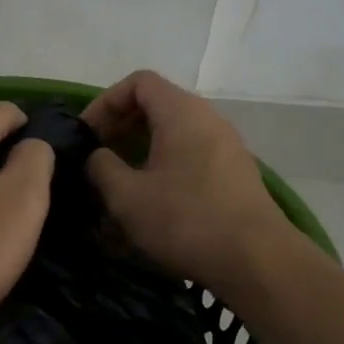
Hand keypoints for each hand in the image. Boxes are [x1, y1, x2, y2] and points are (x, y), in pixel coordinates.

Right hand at [81, 70, 287, 287]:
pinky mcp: (233, 176)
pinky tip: (149, 208)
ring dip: (140, 156)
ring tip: (118, 190)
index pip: (138, 82)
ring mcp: (225, 147)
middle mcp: (207, 120)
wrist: (257, 260)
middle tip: (96, 161)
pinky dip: (163, 172)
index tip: (86, 135)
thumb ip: (101, 167)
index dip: (105, 103)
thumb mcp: (127, 196)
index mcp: (181, 112)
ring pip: (172, 137)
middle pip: (156, 107)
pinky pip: (189, 159)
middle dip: (120, 131)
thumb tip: (96, 156)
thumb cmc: (185, 220)